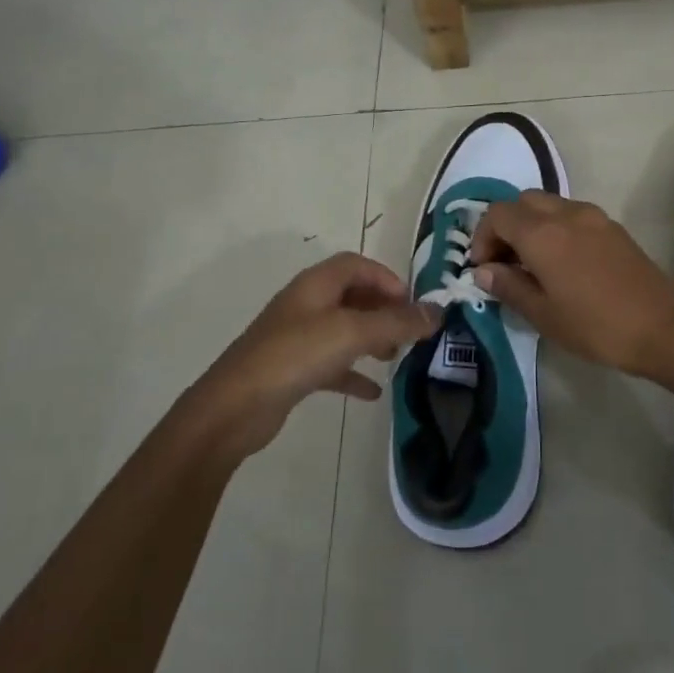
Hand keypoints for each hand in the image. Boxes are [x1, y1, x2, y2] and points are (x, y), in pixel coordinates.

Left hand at [188, 253, 441, 459]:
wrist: (235, 407)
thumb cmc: (295, 356)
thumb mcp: (352, 333)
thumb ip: (397, 322)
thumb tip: (438, 311)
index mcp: (316, 285)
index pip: (356, 265)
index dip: (387, 278)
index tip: (411, 304)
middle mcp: (306, 305)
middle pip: (352, 296)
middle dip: (384, 310)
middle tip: (409, 331)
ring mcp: (297, 338)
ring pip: (343, 329)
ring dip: (372, 339)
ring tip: (396, 356)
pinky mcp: (292, 369)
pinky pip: (331, 363)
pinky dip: (353, 373)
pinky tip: (372, 392)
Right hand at [468, 191, 673, 374]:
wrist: (661, 327)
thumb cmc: (595, 325)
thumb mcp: (543, 314)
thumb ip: (508, 286)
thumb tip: (484, 271)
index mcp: (542, 233)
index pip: (497, 215)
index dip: (482, 238)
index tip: (483, 269)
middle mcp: (565, 213)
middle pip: (522, 202)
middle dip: (506, 227)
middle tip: (505, 263)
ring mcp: (593, 216)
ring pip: (548, 204)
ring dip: (532, 225)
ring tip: (533, 264)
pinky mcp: (612, 226)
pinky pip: (572, 214)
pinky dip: (556, 228)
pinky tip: (563, 263)